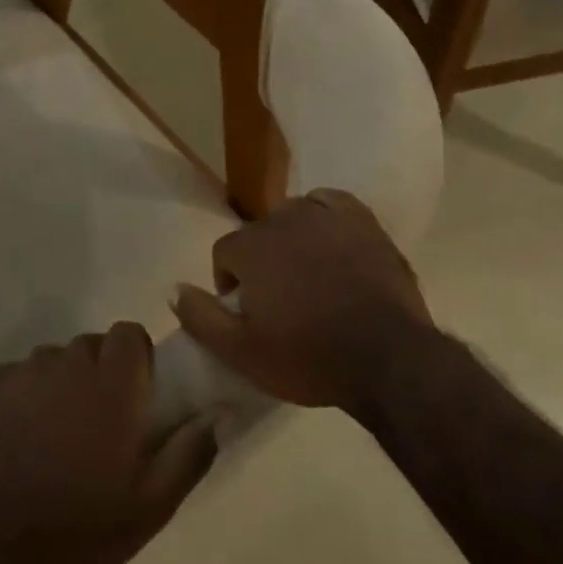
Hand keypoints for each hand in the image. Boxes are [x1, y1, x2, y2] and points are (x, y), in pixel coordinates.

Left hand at [0, 323, 217, 563]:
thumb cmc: (81, 529)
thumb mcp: (152, 506)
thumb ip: (189, 453)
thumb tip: (216, 415)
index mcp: (111, 384)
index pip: (128, 332)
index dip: (135, 356)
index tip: (135, 392)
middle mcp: (66, 364)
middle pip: (89, 346)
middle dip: (97, 372)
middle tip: (96, 422)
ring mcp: (21, 373)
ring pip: (50, 362)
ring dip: (58, 384)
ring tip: (52, 434)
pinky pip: (13, 378)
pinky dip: (20, 397)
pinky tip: (15, 439)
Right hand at [170, 189, 447, 419]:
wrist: (389, 359)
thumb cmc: (309, 357)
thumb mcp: (242, 353)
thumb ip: (201, 318)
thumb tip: (173, 288)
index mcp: (252, 246)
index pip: (225, 252)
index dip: (230, 282)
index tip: (248, 312)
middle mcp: (285, 219)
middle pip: (259, 234)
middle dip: (262, 263)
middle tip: (280, 301)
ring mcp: (327, 216)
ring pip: (294, 217)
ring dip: (292, 241)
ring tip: (308, 276)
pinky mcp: (363, 221)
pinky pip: (331, 204)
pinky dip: (325, 218)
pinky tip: (331, 243)